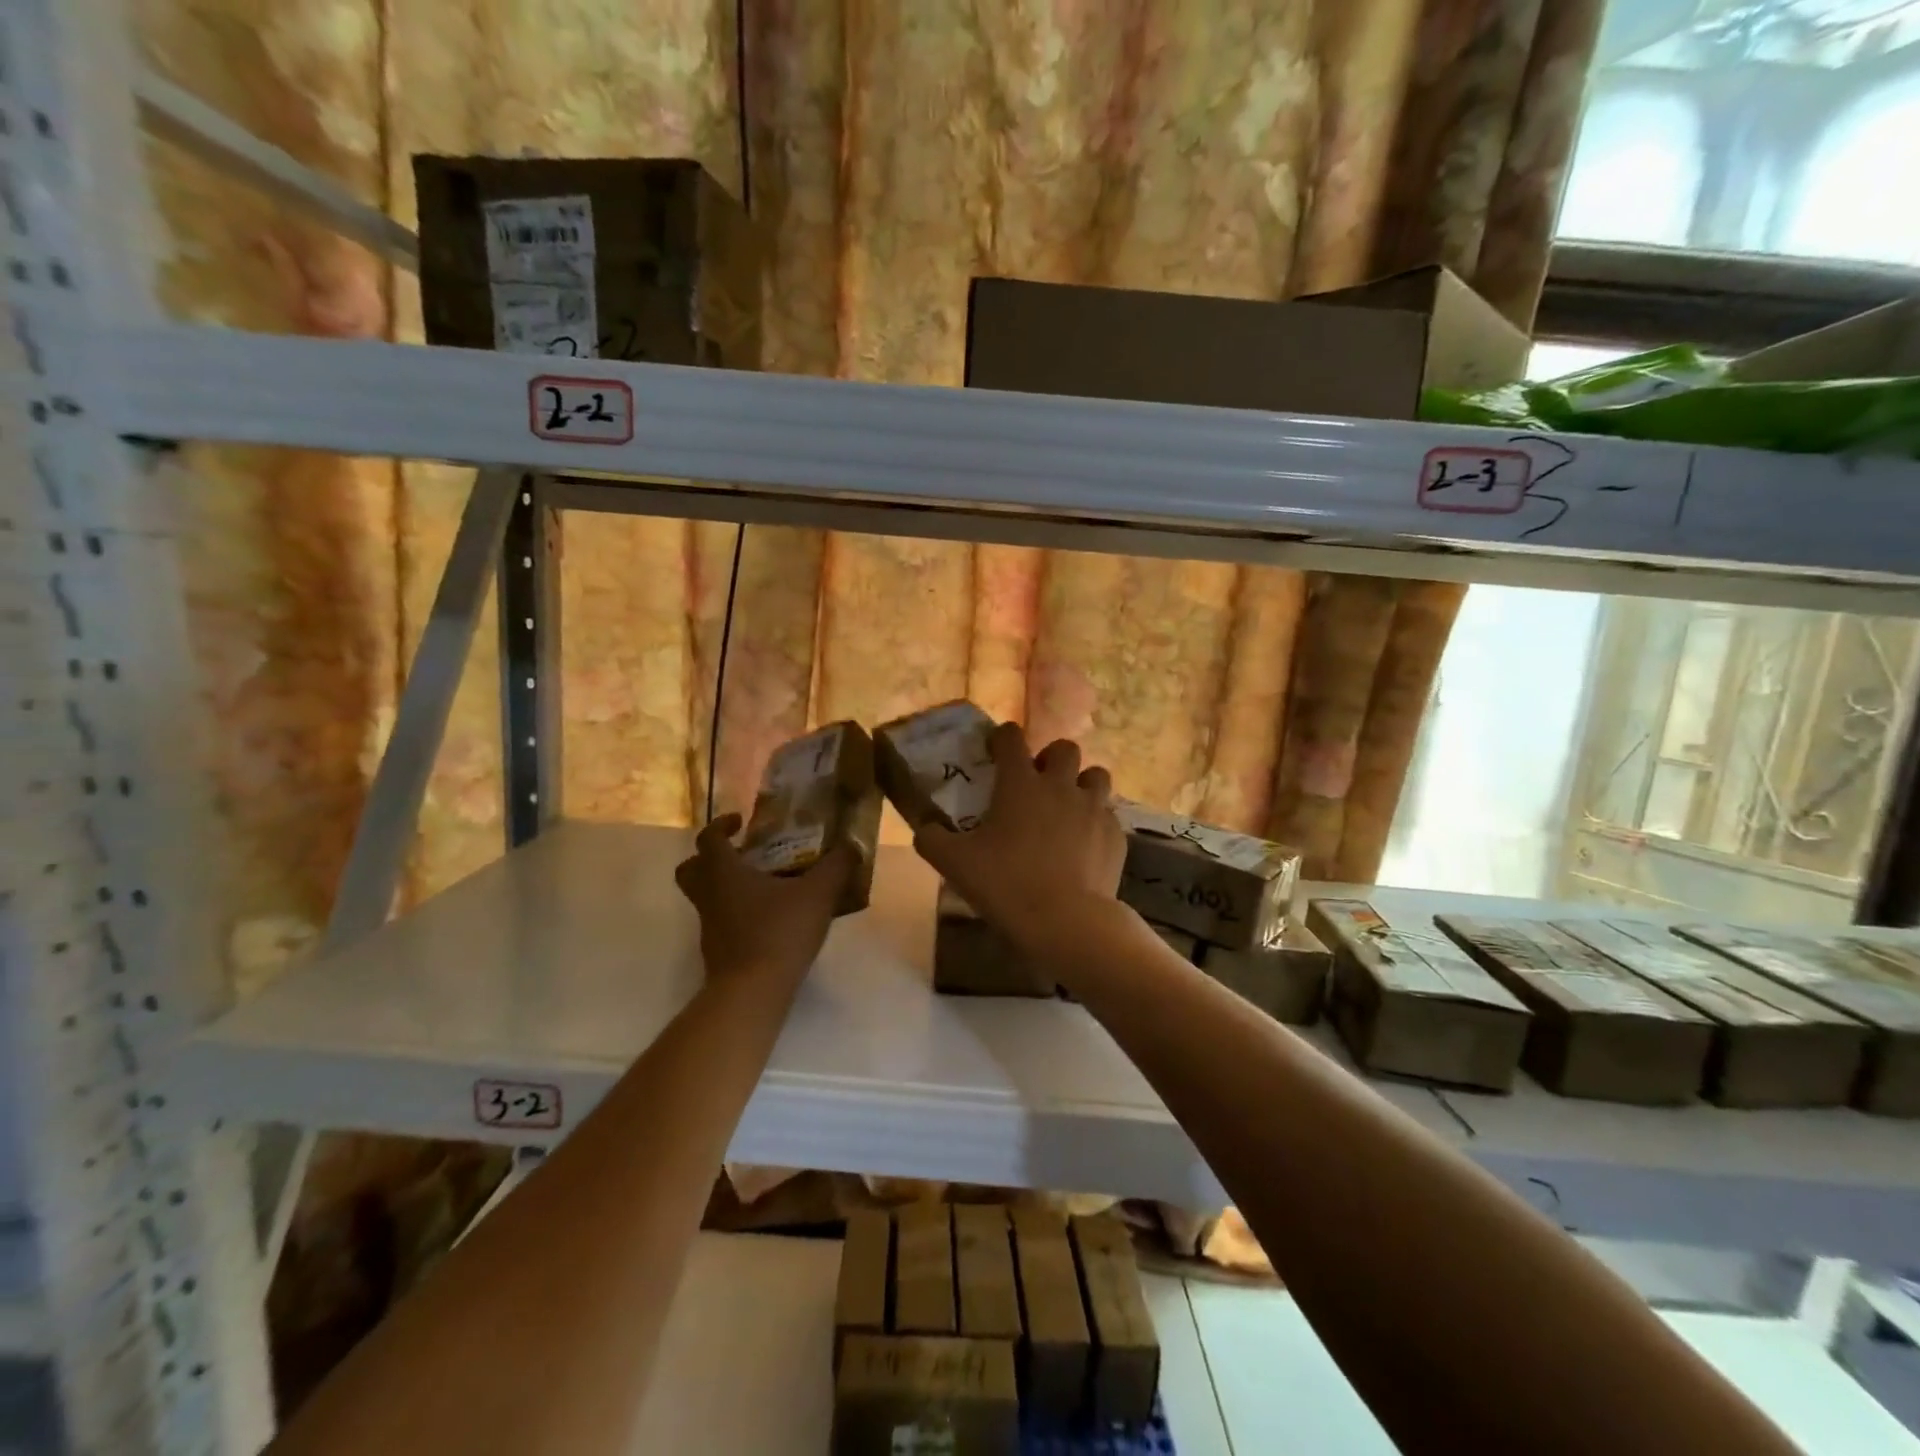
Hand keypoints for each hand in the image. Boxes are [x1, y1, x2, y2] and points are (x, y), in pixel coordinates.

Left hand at [675, 814, 853, 990]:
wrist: (752, 992)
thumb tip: (851, 845)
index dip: (720, 825)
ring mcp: (709, 926)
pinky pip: (721, 921)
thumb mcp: (818, 893)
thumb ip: (836, 866)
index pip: (708, 838)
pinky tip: (769, 919)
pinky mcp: (718, 951)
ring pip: (705, 897)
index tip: (740, 822)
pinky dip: (737, 914)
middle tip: (740, 854)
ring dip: (726, 887)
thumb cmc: (779, 932)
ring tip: (764, 887)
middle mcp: (709, 895)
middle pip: (690, 869)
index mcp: (723, 872)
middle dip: (710, 857)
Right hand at [913, 723, 1125, 955]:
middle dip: (1052, 758)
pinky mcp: (1116, 836)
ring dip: (1082, 784)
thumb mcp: (954, 864)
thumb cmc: (1006, 884)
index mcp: (1021, 784)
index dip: (1003, 737)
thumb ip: (932, 839)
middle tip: (1038, 782)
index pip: (1012, 738)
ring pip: (1097, 776)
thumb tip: (924, 828)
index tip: (996, 749)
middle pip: (1065, 748)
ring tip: (1068, 807)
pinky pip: (1108, 816)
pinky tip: (1084, 846)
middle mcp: (1061, 786)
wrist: (1066, 921)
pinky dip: (1096, 823)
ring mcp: (1094, 809)